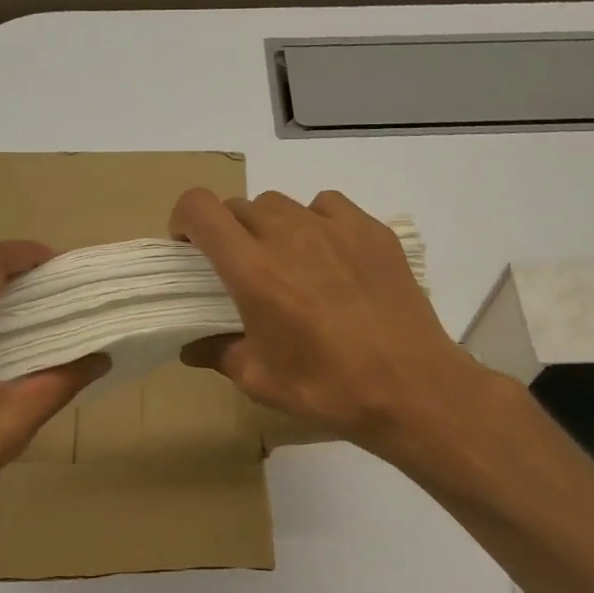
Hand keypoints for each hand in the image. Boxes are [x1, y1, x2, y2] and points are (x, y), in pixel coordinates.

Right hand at [169, 188, 490, 456]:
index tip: (188, 248)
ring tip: (286, 262)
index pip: (200, 209)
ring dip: (269, 226)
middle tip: (239, 268)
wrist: (410, 386)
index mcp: (253, 271)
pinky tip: (328, 255)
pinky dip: (314, 221)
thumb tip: (191, 347)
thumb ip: (219, 354)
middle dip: (227, 231)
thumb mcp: (261, 380)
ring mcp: (334, 227)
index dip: (184, 219)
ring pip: (282, 204)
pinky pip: (327, 206)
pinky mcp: (371, 230)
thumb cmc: (327, 388)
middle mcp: (289, 235)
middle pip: (240, 206)